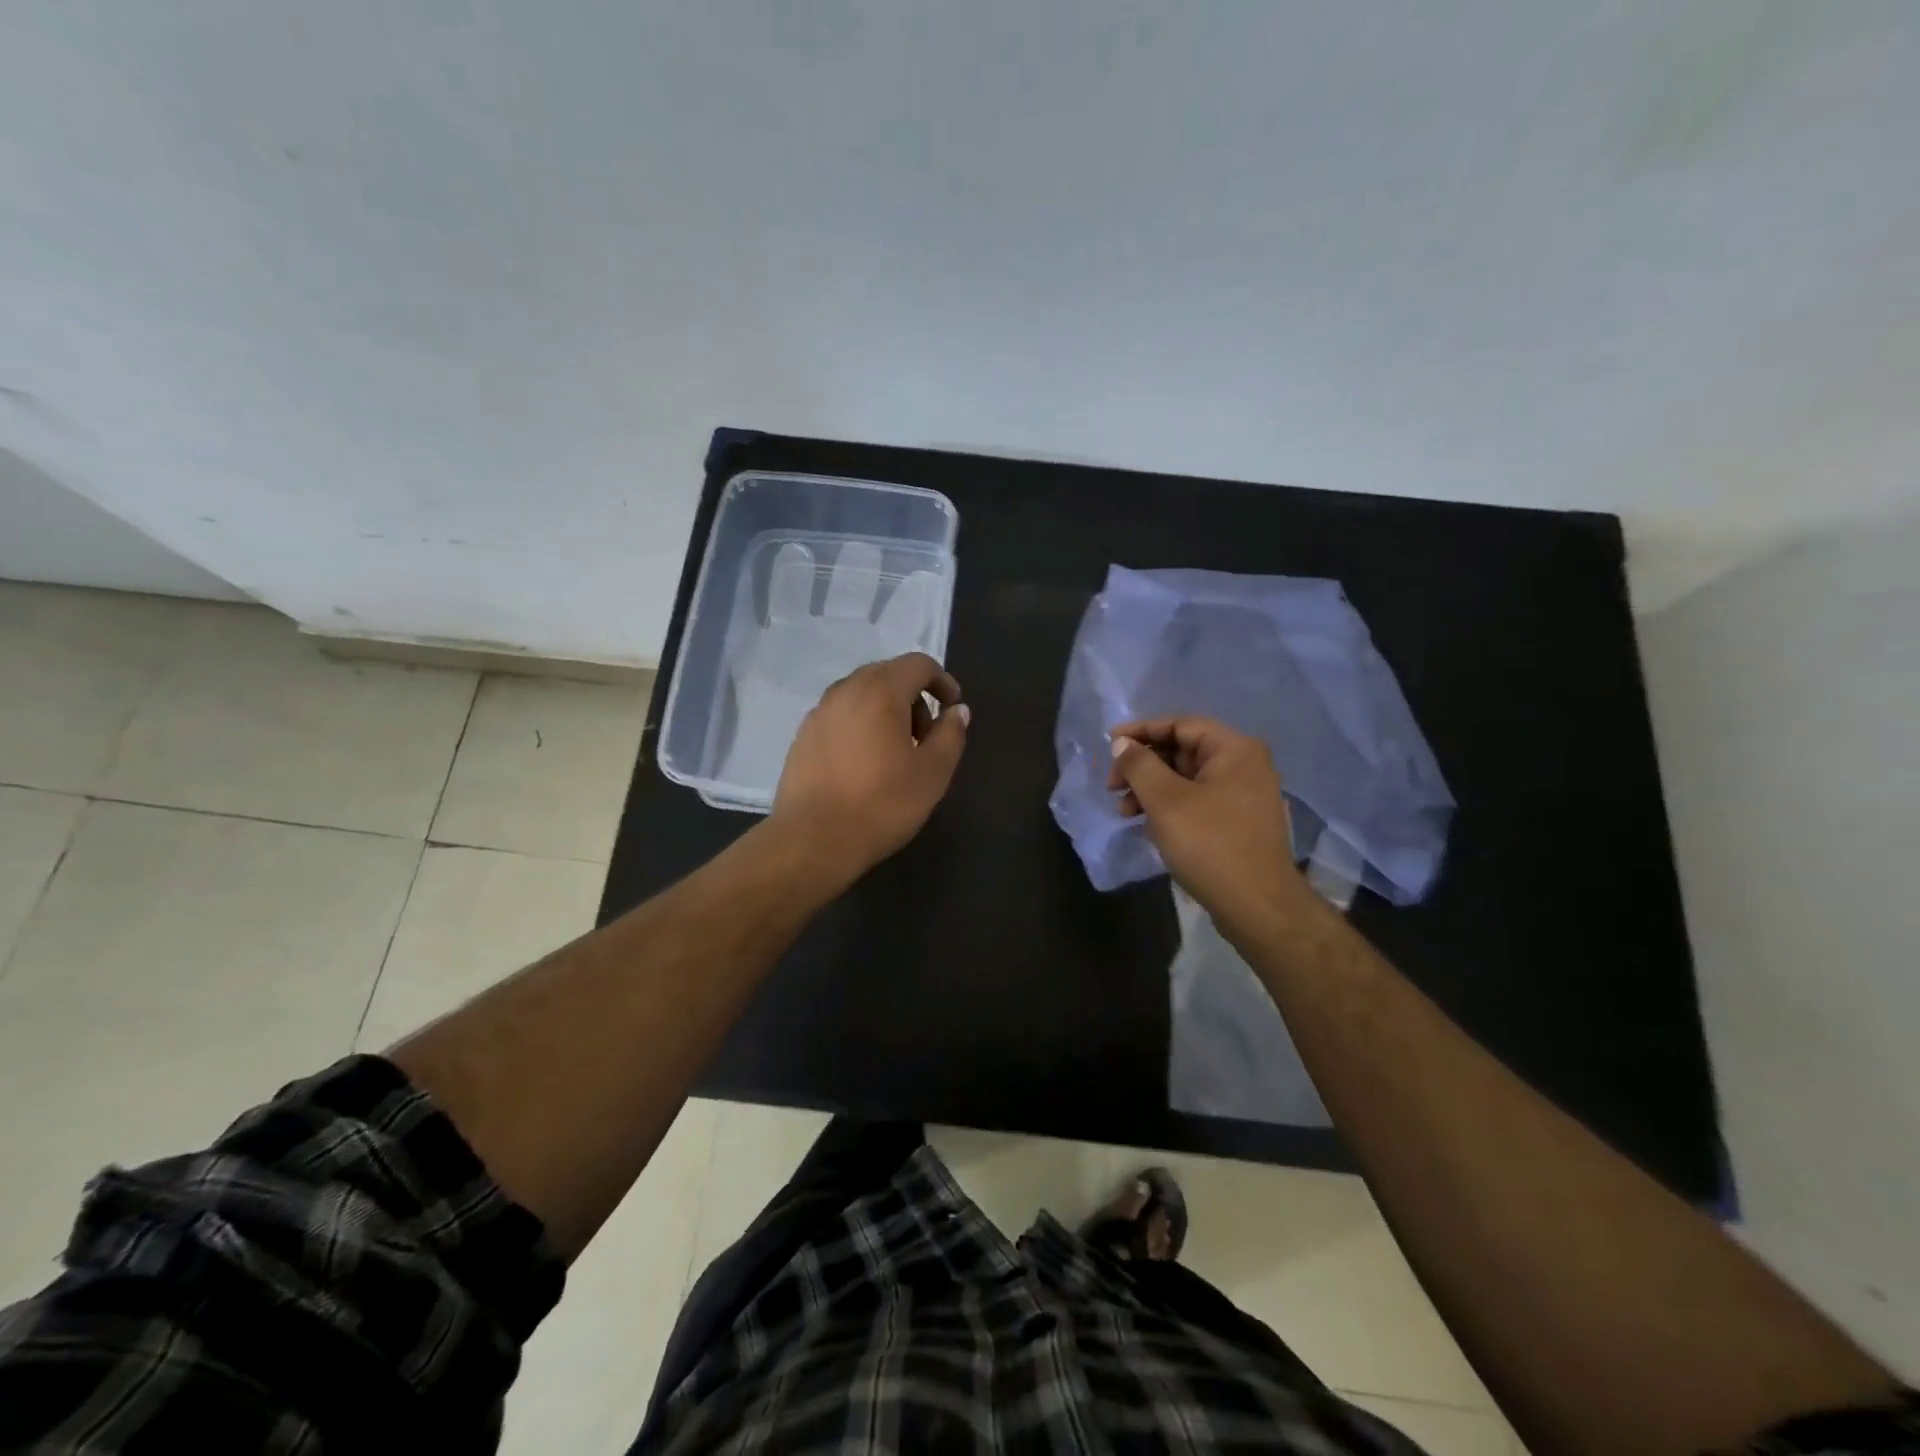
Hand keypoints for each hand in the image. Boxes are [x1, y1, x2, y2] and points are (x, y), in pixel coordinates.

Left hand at [771, 653, 969, 882]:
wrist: (813, 839)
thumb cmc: (882, 804)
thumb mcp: (933, 772)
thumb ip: (950, 734)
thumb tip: (957, 711)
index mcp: (880, 691)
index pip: (918, 664)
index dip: (942, 681)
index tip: (953, 709)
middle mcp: (845, 690)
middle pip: (888, 675)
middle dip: (914, 697)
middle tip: (925, 738)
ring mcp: (819, 712)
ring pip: (861, 695)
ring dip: (886, 712)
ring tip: (895, 754)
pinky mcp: (802, 736)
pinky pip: (840, 716)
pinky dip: (860, 726)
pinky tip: (864, 765)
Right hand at [1107, 717, 1309, 936]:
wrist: (1257, 906)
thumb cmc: (1210, 845)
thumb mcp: (1166, 801)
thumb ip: (1139, 766)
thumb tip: (1122, 744)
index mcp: (1234, 749)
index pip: (1180, 725)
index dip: (1141, 731)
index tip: (1109, 745)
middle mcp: (1244, 765)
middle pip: (1183, 750)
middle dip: (1143, 765)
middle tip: (1112, 786)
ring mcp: (1244, 795)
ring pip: (1187, 778)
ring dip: (1151, 789)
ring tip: (1124, 812)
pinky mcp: (1238, 821)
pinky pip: (1197, 800)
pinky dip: (1169, 806)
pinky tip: (1148, 825)